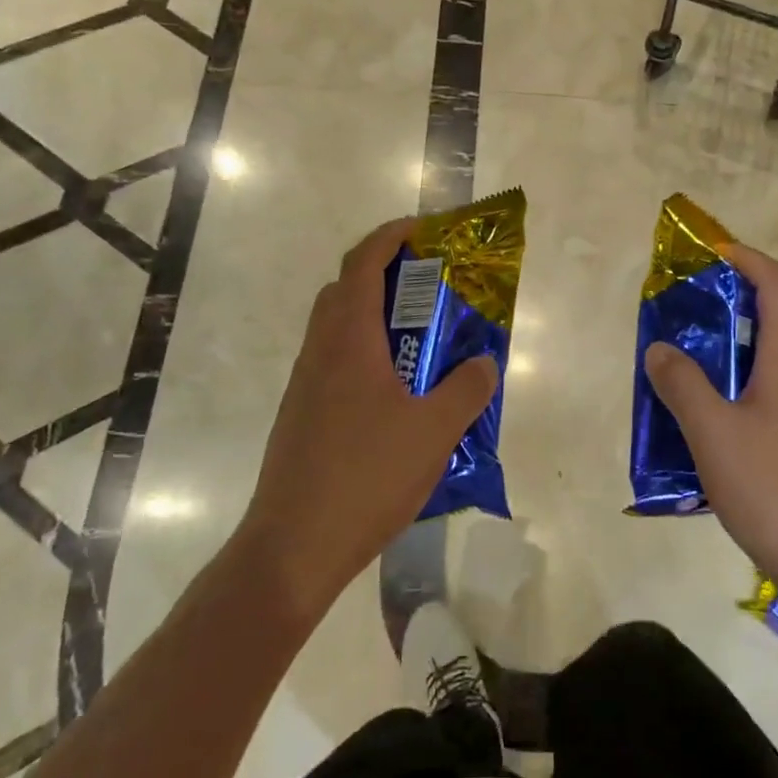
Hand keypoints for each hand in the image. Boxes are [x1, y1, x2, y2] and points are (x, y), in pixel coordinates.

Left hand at [238, 219, 498, 620]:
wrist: (293, 547)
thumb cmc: (366, 476)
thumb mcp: (434, 431)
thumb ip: (467, 389)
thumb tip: (485, 362)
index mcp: (348, 340)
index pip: (364, 262)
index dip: (393, 235)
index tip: (425, 230)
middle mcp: (319, 351)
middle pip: (345, 288)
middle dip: (386, 272)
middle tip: (430, 284)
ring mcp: (305, 384)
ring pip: (338, 327)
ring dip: (375, 316)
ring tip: (421, 338)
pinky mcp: (301, 414)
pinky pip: (335, 362)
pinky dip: (365, 353)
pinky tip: (396, 393)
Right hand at [644, 242, 777, 612]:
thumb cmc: (773, 488)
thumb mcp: (711, 433)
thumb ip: (681, 384)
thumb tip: (660, 349)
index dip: (749, 259)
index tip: (715, 254)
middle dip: (757, 294)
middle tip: (714, 305)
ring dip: (765, 334)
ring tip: (718, 353)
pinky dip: (772, 370)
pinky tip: (739, 407)